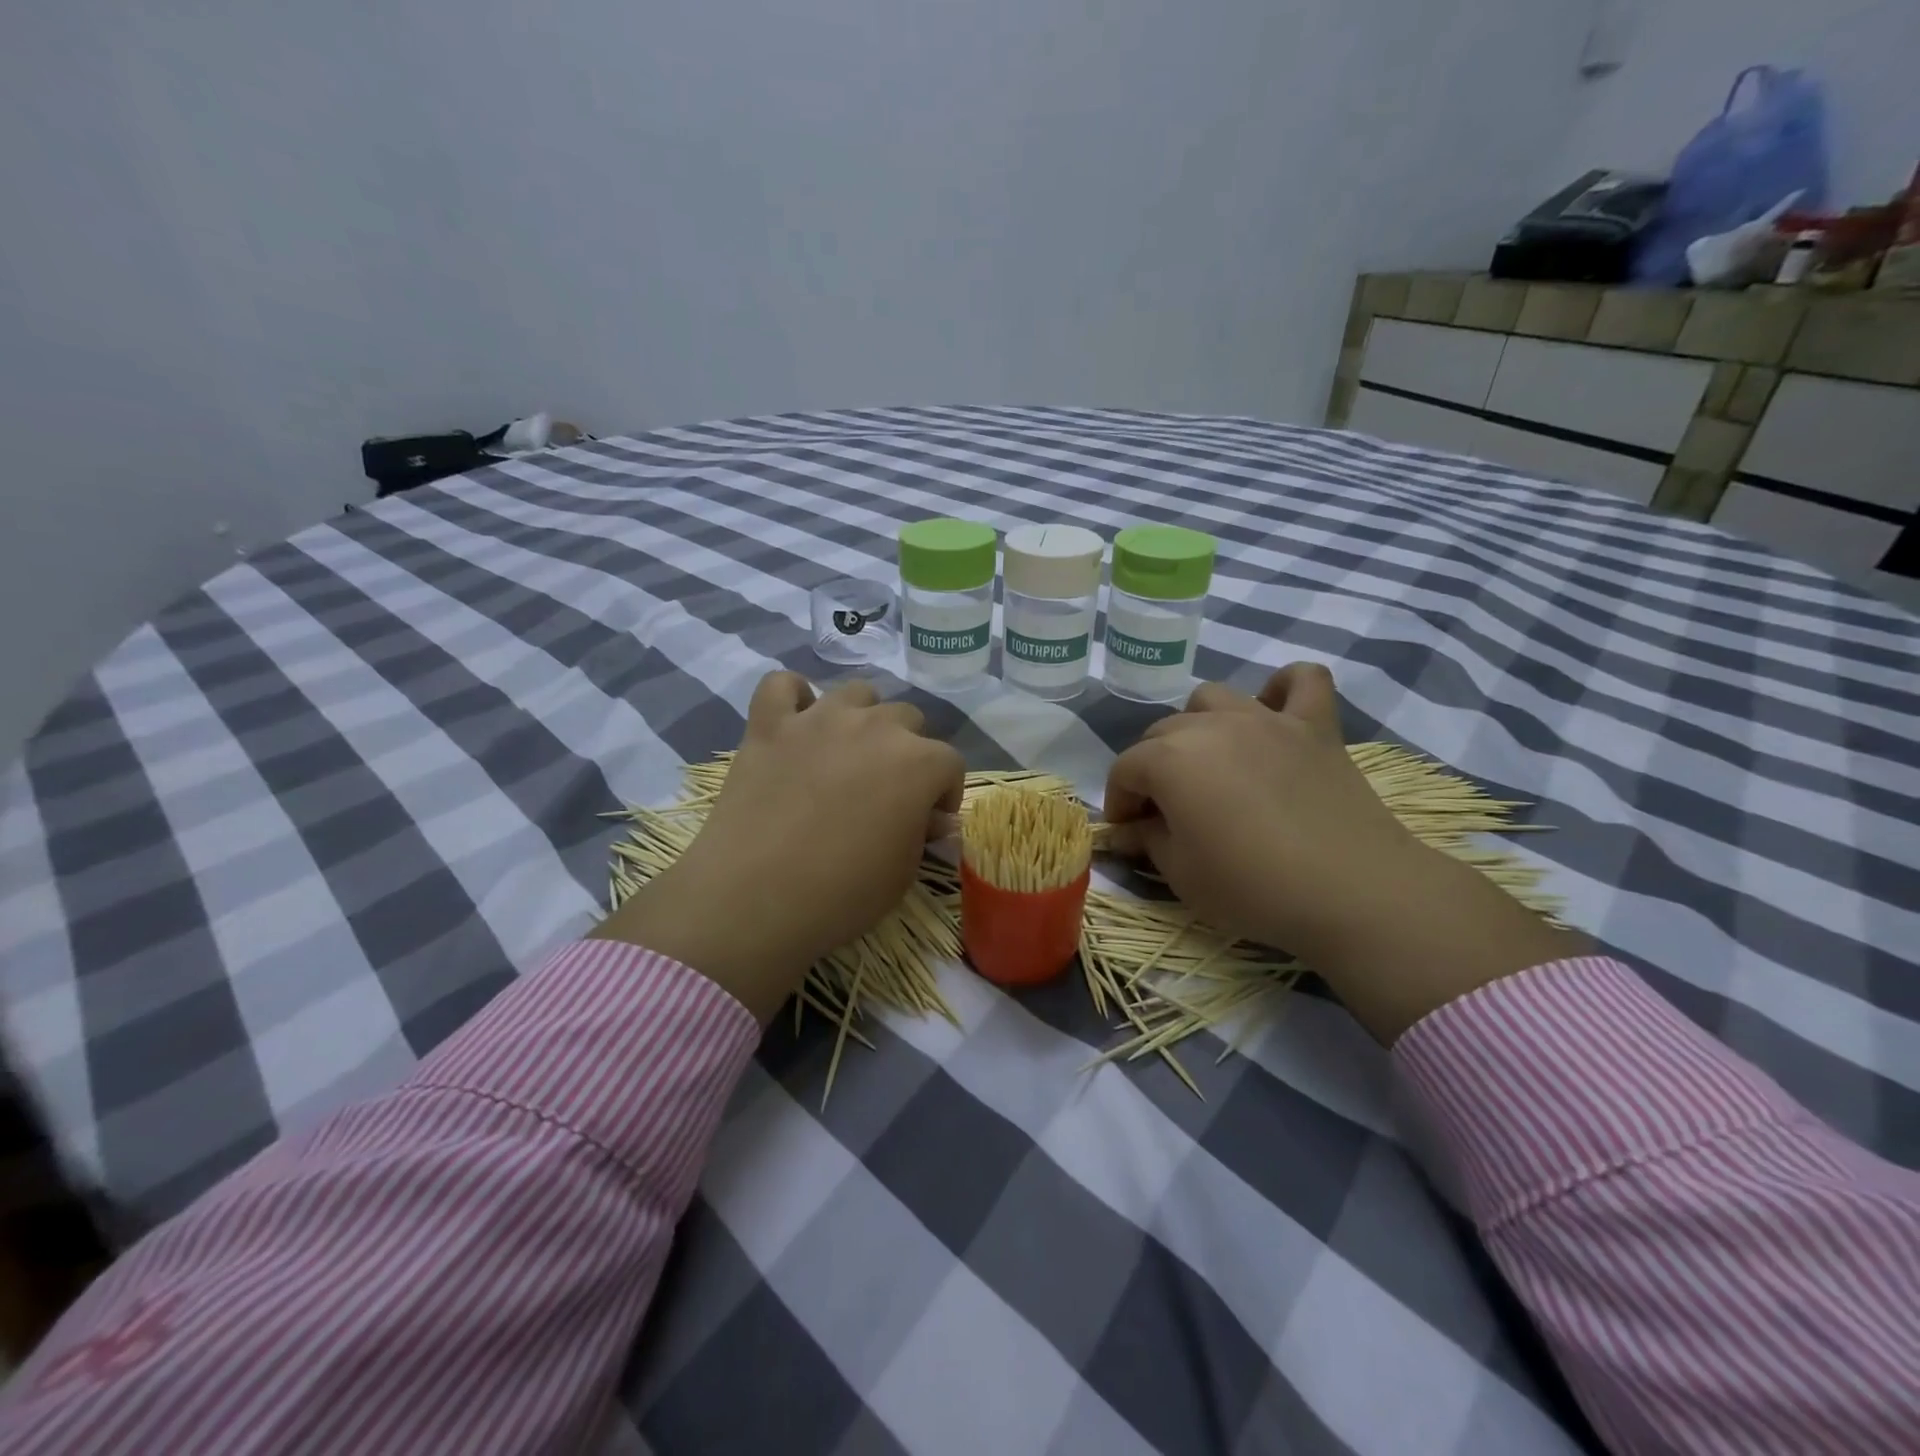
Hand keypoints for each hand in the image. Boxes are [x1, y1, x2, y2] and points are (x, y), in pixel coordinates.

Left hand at [593, 673, 964, 1022]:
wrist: (754, 898)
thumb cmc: (842, 894)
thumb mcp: (902, 874)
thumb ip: (923, 833)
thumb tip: (934, 818)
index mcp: (919, 762)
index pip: (950, 763)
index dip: (944, 793)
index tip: (928, 821)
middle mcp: (875, 726)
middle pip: (908, 719)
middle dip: (907, 751)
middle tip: (886, 790)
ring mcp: (819, 719)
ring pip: (857, 693)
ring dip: (862, 718)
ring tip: (847, 753)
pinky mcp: (769, 724)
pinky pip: (783, 685)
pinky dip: (793, 698)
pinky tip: (795, 722)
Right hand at [1103, 664, 1585, 1041]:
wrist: (1352, 891)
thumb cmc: (1252, 887)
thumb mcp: (1181, 874)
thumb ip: (1146, 840)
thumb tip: (1125, 831)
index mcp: (1170, 760)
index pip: (1125, 769)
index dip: (1119, 800)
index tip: (1128, 830)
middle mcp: (1211, 725)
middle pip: (1163, 732)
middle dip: (1153, 768)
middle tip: (1167, 810)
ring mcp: (1266, 719)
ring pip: (1213, 698)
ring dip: (1199, 725)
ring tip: (1211, 762)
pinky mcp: (1315, 725)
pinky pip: (1301, 681)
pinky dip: (1283, 689)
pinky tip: (1275, 714)